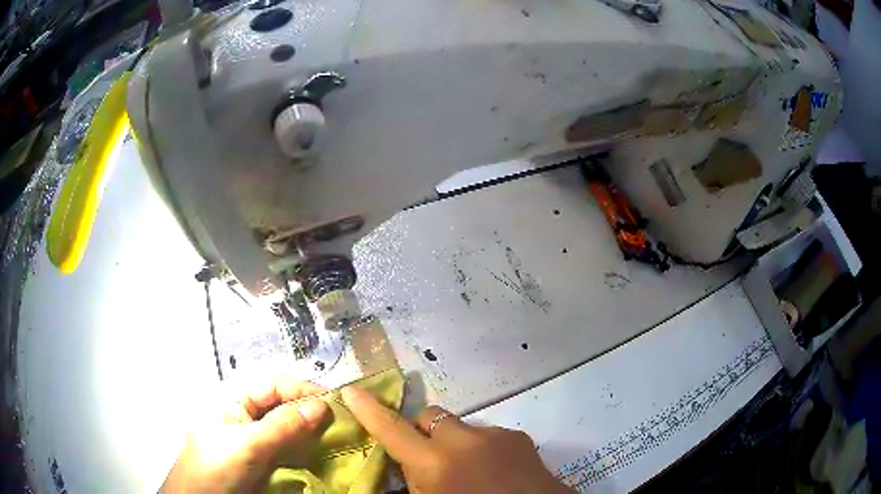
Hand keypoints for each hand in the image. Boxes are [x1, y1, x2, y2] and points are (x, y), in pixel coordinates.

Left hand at [162, 379, 329, 492]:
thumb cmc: (218, 465)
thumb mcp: (249, 444)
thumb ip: (284, 426)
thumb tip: (323, 405)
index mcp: (236, 401)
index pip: (275, 386)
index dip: (304, 390)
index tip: (336, 402)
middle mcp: (247, 416)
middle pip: (284, 406)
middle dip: (312, 411)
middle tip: (344, 424)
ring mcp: (256, 440)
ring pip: (290, 429)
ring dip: (313, 432)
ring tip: (340, 439)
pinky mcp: (264, 460)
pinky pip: (290, 450)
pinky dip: (307, 451)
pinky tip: (323, 455)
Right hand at [341, 386, 572, 493]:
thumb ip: (412, 482)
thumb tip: (401, 468)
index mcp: (436, 463)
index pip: (392, 429)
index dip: (368, 410)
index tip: (351, 390)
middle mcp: (465, 441)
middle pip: (428, 417)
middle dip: (419, 432)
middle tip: (422, 458)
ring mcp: (496, 435)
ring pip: (459, 427)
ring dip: (452, 443)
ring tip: (464, 471)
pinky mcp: (518, 437)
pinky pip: (486, 435)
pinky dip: (479, 448)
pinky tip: (491, 472)